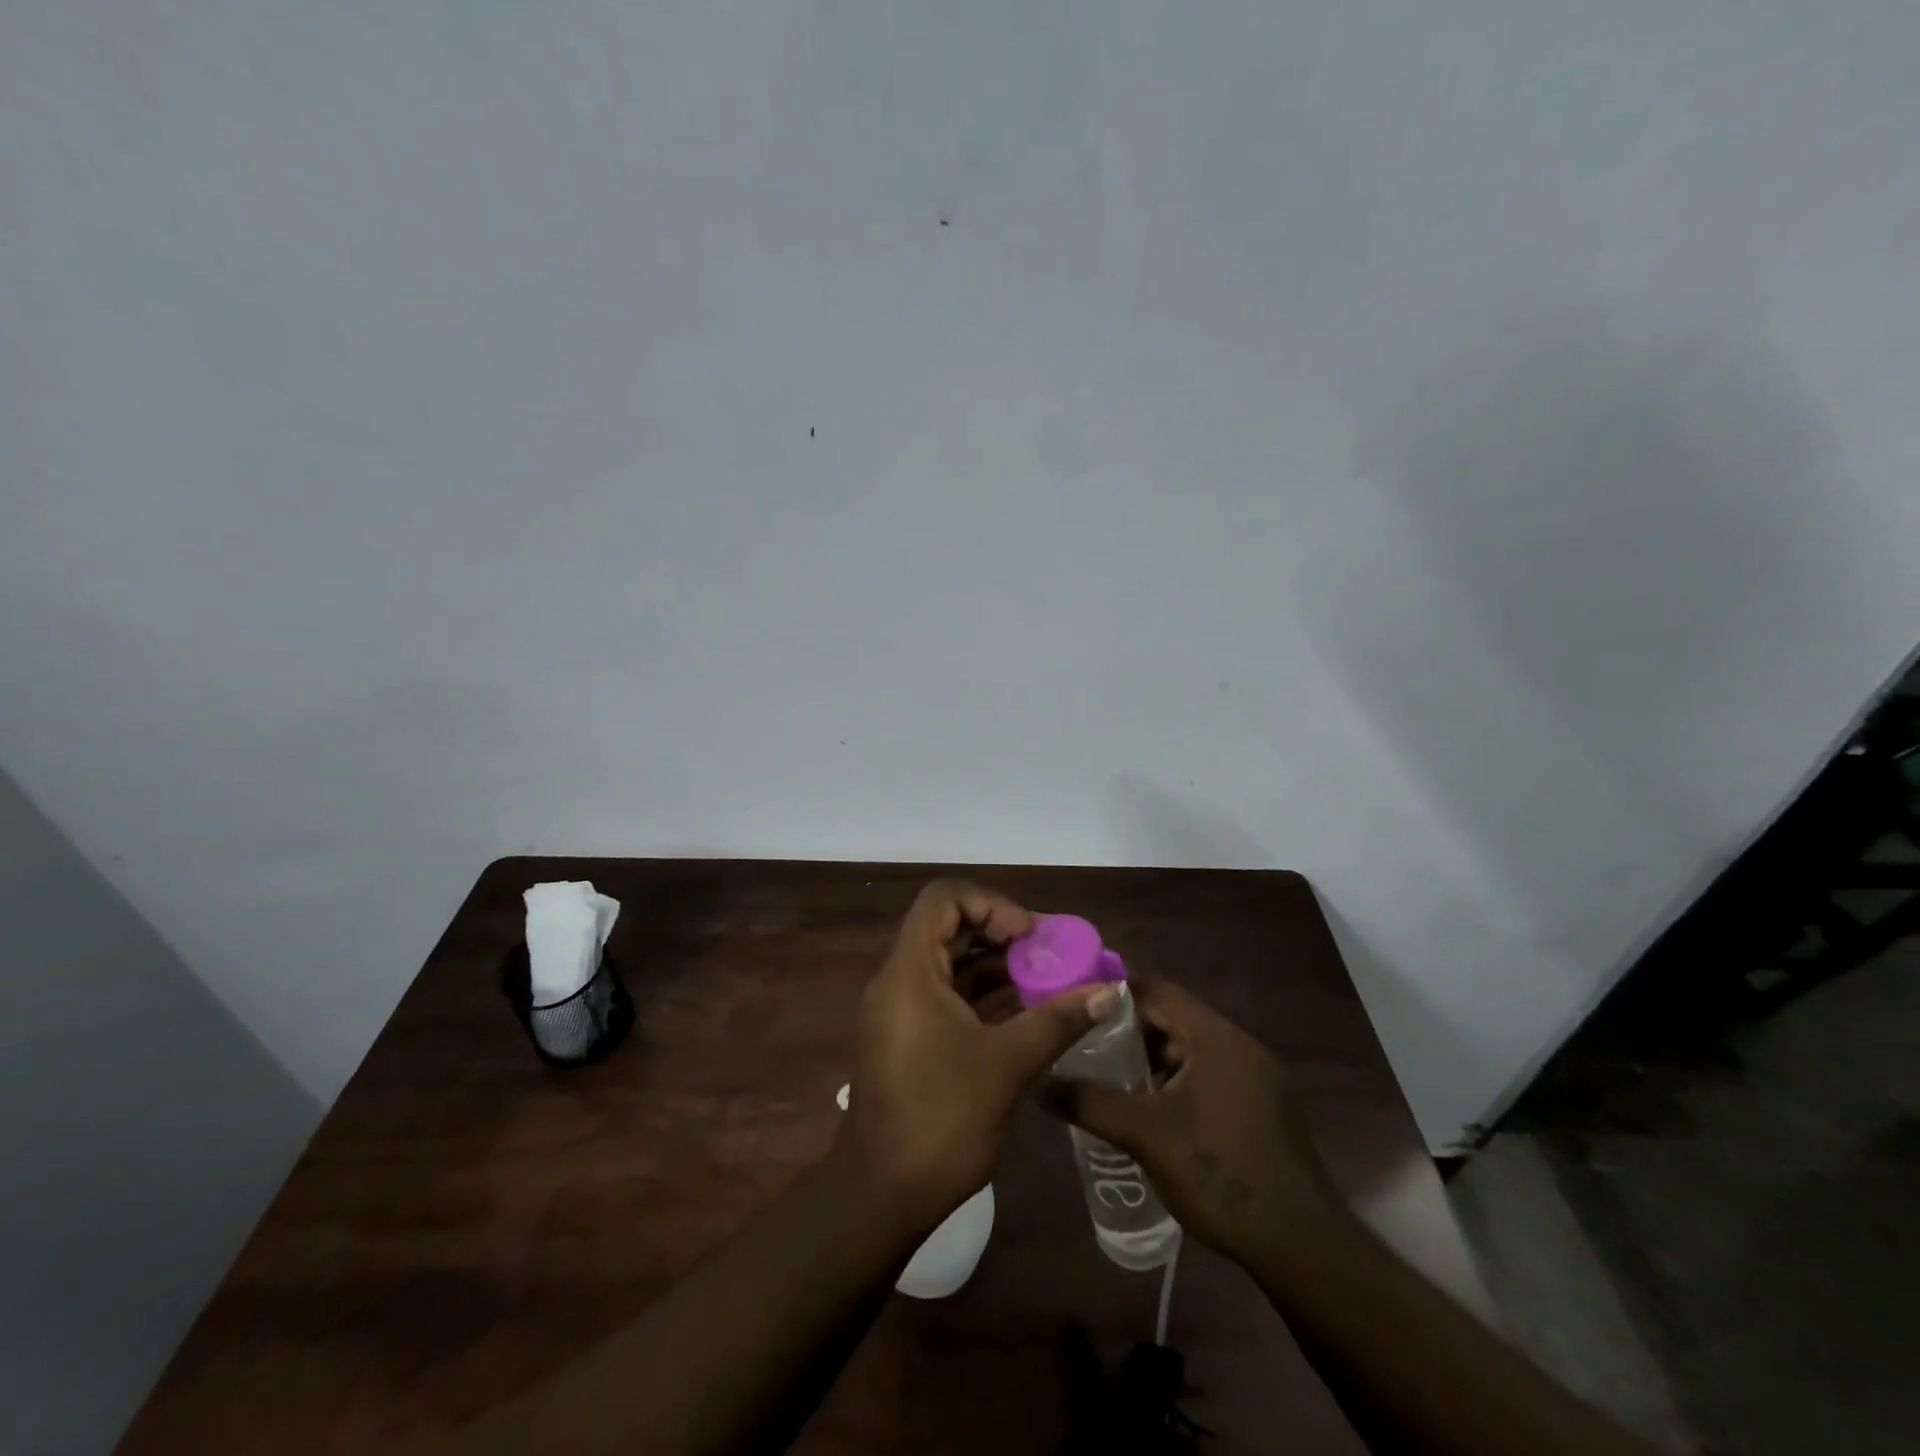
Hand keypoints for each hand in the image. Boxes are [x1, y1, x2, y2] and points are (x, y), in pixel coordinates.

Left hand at [834, 880, 1118, 1234]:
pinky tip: (1027, 1012)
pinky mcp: (910, 1038)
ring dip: (998, 966)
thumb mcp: (1007, 1064)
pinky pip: (950, 996)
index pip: (943, 899)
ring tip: (1049, 981)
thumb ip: (1058, 1020)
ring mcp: (902, 1010)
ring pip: (952, 964)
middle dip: (1003, 934)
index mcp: (911, 971)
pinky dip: (986, 996)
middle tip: (1051, 954)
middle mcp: (900, 980)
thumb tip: (1109, 991)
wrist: (882, 1196)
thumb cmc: (941, 1119)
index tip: (1028, 936)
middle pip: (950, 928)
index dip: (990, 904)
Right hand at [1040, 975, 1332, 1264]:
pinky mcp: (1266, 1110)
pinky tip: (1158, 1119)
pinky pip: (1213, 1077)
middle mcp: (1241, 1046)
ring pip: (1193, 1051)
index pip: (1156, 991)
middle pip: (1175, 1020)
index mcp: (1215, 1036)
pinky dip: (1181, 1086)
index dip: (1114, 998)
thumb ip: (1090, 1103)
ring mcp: (1260, 1078)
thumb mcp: (1144, 1135)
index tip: (1079, 1015)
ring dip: (1156, 1064)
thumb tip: (1039, 1083)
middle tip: (1092, 1056)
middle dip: (1131, 1036)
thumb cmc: (1219, 1173)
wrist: (1302, 1246)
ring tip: (1118, 1089)